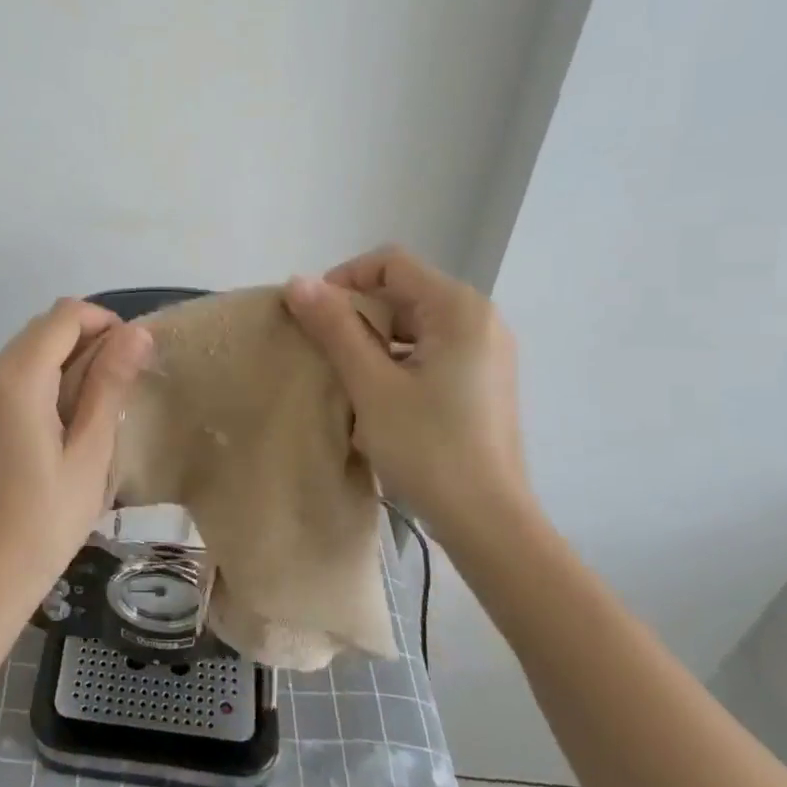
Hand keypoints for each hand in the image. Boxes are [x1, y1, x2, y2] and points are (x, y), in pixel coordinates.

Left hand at [0, 299, 152, 601]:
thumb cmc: (47, 520)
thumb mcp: (91, 453)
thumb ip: (110, 385)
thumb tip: (138, 332)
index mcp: (16, 380)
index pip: (64, 316)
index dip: (105, 323)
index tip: (135, 359)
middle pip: (46, 327)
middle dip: (90, 339)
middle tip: (124, 386)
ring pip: (33, 346)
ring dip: (71, 358)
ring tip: (102, 404)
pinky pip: (19, 372)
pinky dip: (50, 376)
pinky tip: (72, 417)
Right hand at [285, 246, 532, 536]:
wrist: (489, 522)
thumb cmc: (429, 448)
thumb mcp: (371, 384)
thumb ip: (334, 328)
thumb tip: (297, 281)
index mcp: (459, 309)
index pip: (390, 263)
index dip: (344, 279)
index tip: (313, 317)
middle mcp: (480, 318)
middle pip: (404, 291)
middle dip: (357, 313)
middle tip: (323, 351)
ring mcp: (486, 350)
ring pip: (415, 323)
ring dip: (374, 339)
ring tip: (346, 376)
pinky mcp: (483, 379)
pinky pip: (431, 349)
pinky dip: (398, 359)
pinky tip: (378, 396)